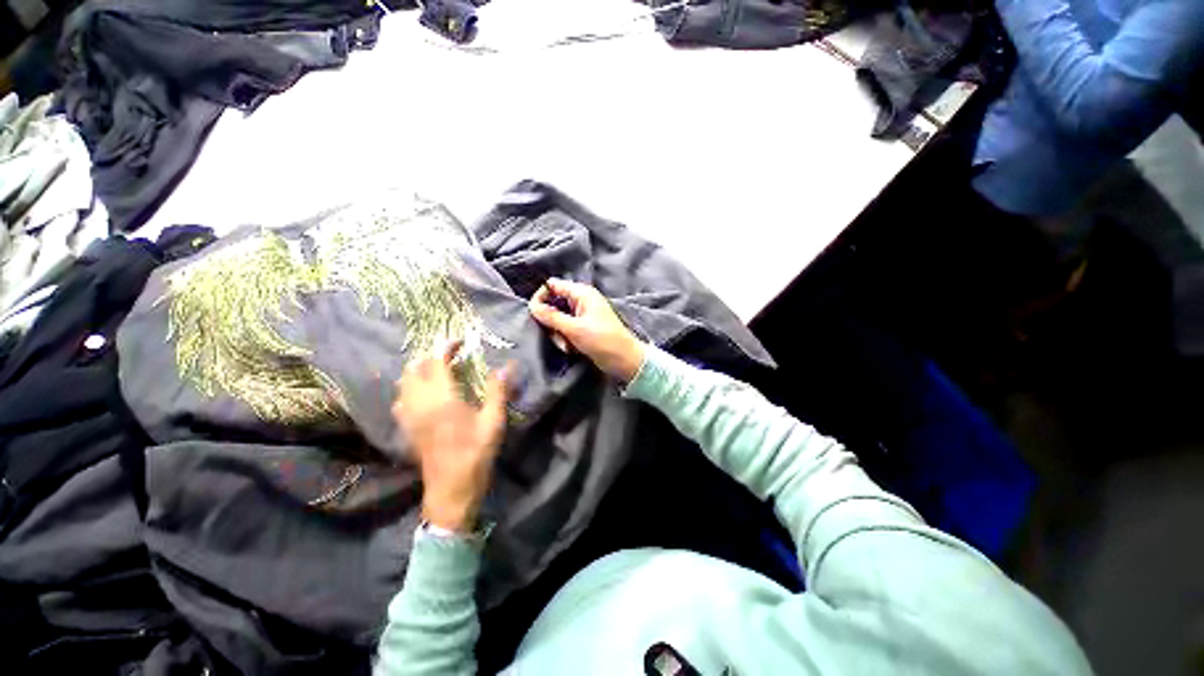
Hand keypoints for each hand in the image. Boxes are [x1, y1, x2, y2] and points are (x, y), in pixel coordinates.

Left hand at [392, 341, 508, 532]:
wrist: (452, 488)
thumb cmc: (476, 453)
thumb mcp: (493, 421)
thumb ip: (498, 392)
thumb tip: (506, 367)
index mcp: (442, 399)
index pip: (435, 362)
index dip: (445, 347)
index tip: (459, 342)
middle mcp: (420, 404)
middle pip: (413, 369)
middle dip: (429, 356)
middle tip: (449, 356)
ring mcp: (409, 417)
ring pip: (403, 383)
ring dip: (417, 371)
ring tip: (437, 371)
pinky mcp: (407, 428)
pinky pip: (400, 400)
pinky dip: (409, 389)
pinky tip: (424, 394)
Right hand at [528, 278, 645, 382]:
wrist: (624, 360)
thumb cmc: (602, 340)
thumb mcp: (574, 328)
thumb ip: (551, 316)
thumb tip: (532, 306)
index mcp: (582, 293)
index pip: (552, 285)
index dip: (541, 297)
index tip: (534, 314)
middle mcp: (581, 301)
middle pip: (553, 304)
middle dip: (551, 322)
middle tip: (557, 336)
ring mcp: (582, 315)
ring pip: (558, 320)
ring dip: (559, 334)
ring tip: (568, 346)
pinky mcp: (583, 328)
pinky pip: (566, 330)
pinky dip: (566, 339)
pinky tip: (572, 349)